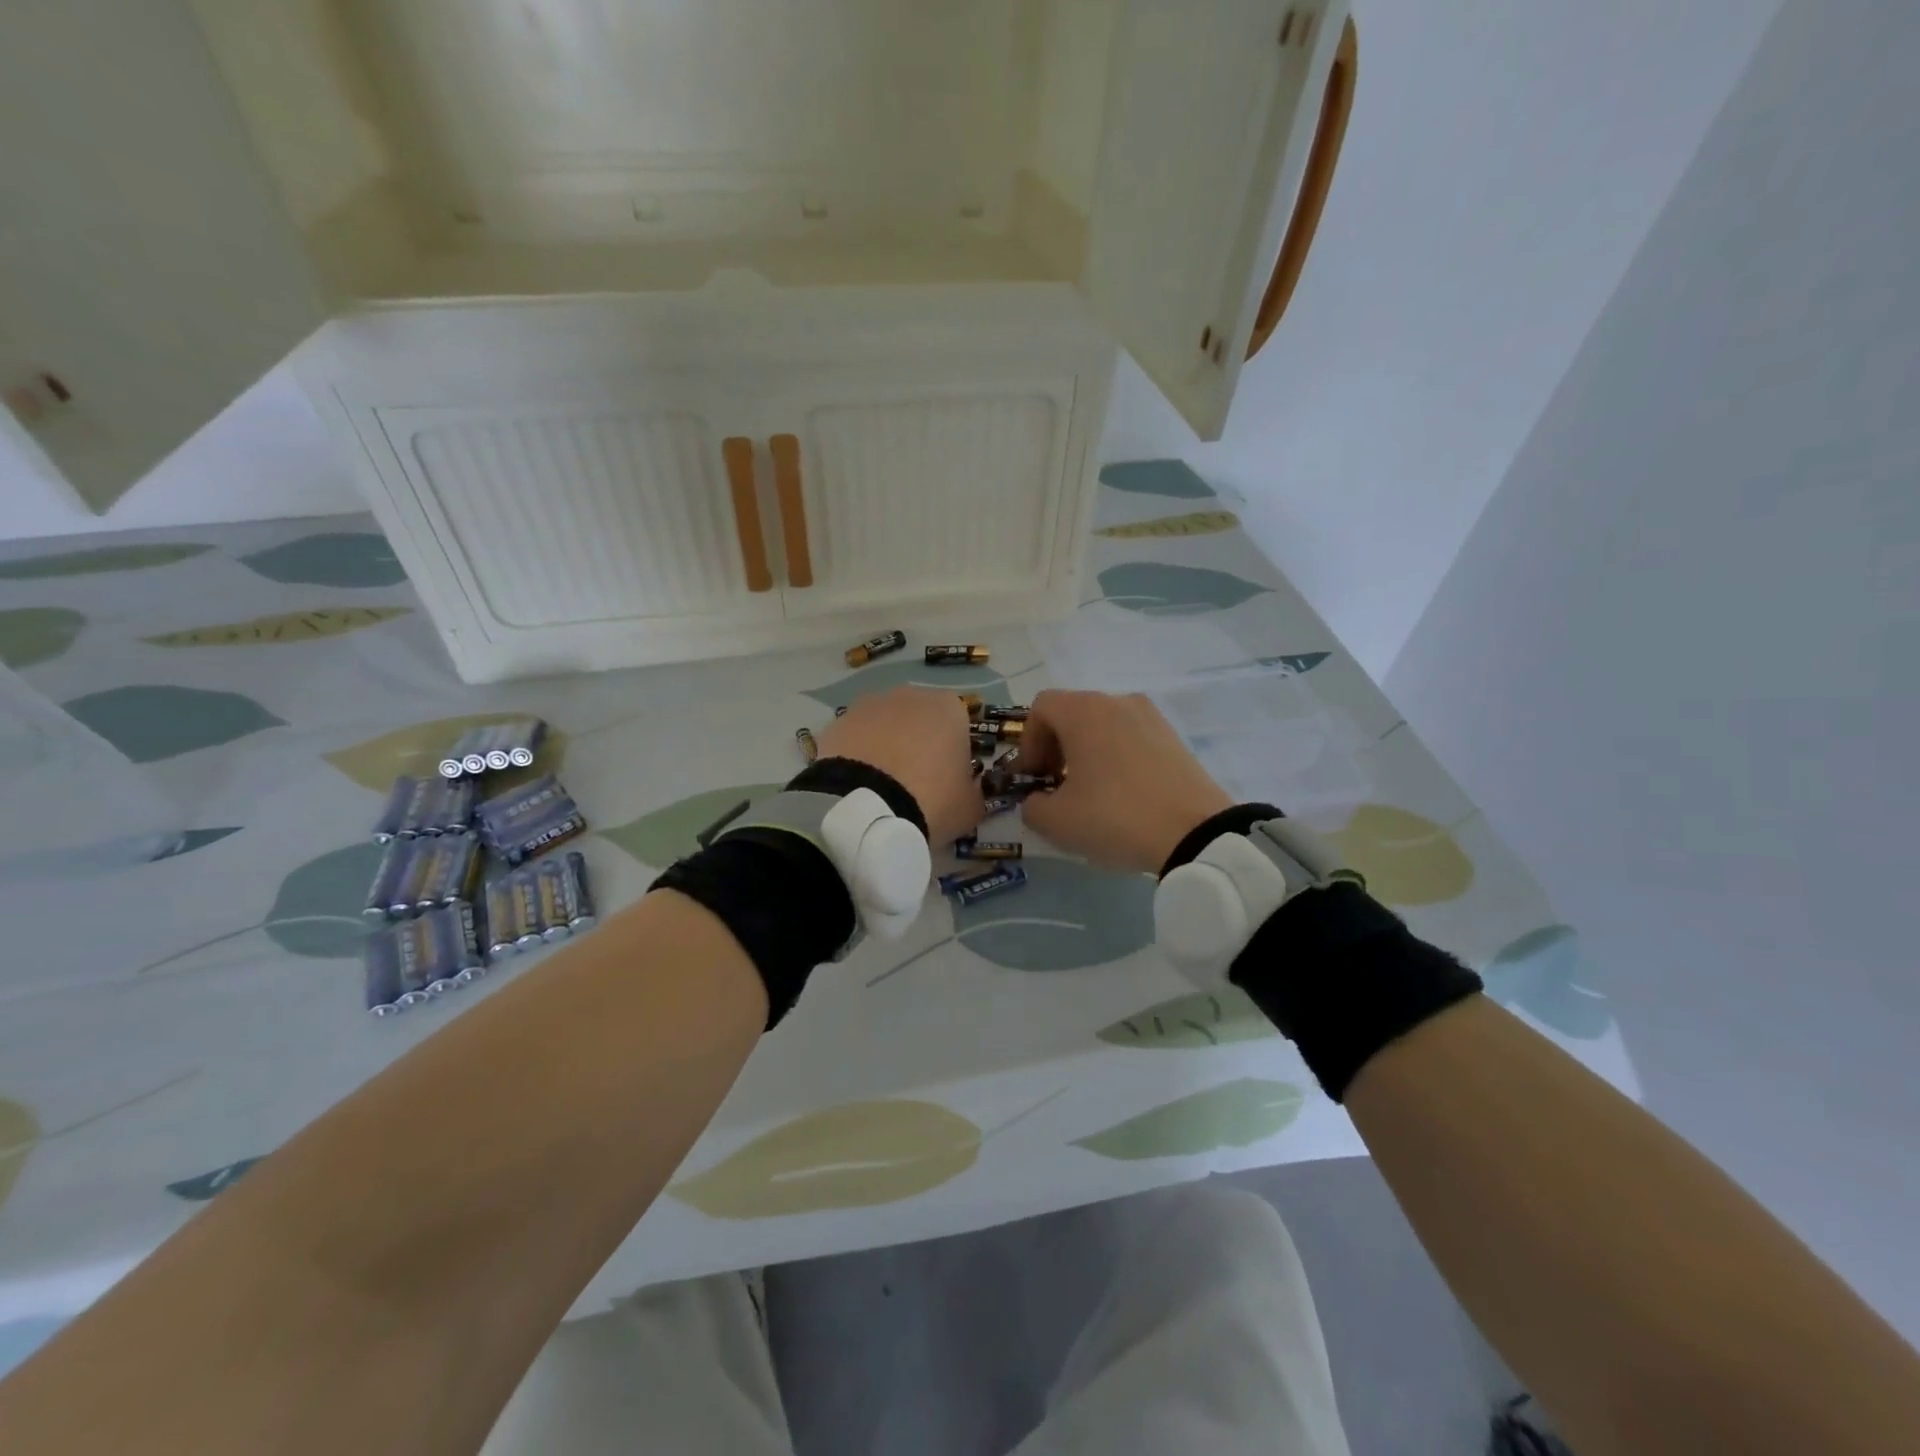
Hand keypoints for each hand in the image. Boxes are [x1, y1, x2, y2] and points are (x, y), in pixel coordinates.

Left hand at [817, 686, 983, 845]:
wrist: (865, 809)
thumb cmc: (931, 801)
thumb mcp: (970, 807)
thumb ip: (975, 791)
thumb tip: (970, 788)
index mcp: (950, 708)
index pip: (960, 726)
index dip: (955, 754)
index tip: (949, 781)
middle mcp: (911, 695)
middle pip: (921, 719)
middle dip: (919, 744)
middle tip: (915, 783)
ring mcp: (870, 705)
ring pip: (886, 725)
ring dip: (887, 746)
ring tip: (882, 786)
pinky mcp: (838, 722)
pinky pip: (856, 738)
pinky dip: (858, 754)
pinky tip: (857, 783)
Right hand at [1015, 691, 1232, 874]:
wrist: (1196, 833)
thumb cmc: (1115, 817)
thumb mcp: (1056, 821)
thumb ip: (1032, 806)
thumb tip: (1037, 800)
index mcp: (1084, 711)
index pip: (1041, 708)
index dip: (1028, 742)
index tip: (1034, 777)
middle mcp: (1117, 701)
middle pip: (1072, 713)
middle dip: (1056, 747)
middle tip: (1056, 786)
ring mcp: (1150, 716)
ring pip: (1103, 725)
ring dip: (1086, 752)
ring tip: (1091, 792)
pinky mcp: (1174, 737)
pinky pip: (1131, 737)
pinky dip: (1116, 756)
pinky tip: (1122, 794)